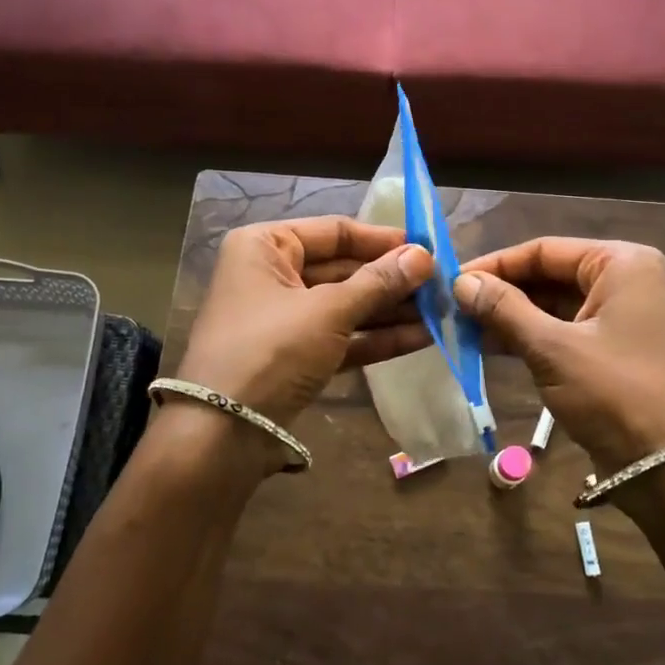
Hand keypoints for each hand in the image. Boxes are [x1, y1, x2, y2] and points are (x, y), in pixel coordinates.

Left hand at [177, 217, 434, 438]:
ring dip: (391, 310)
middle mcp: (272, 275)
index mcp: (265, 246)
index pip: (334, 231)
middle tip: (441, 284)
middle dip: (392, 279)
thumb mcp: (328, 311)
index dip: (383, 240)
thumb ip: (378, 283)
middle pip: (343, 269)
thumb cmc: (271, 350)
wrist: (223, 433)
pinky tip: (422, 337)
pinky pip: (342, 337)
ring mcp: (284, 318)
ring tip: (441, 311)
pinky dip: (376, 337)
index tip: (428, 248)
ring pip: (346, 305)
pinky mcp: (296, 356)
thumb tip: (424, 256)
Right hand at [455, 239, 664, 475]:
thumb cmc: (615, 394)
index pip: (545, 250)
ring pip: (557, 305)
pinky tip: (492, 346)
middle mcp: (629, 281)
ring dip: (513, 317)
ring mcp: (627, 317)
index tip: (453, 281)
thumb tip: (460, 282)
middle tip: (454, 307)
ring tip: (464, 328)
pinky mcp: (619, 350)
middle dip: (502, 293)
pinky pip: (568, 331)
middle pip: (552, 276)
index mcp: (623, 264)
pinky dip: (533, 337)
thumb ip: (504, 309)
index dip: (496, 265)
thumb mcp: (553, 348)